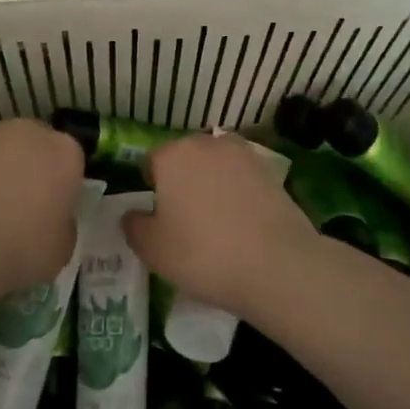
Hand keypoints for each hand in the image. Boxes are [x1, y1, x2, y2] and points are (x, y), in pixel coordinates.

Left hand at [0, 119, 85, 298]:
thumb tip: (50, 219)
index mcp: (65, 152)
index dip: (63, 185)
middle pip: (36, 146)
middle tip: (22, 205)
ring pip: (1, 150)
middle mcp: (29, 133)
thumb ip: (62, 224)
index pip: (72, 160)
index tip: (55, 208)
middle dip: (32, 168)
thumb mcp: (62, 248)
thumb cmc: (21, 248)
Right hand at [123, 133, 318, 312]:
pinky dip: (239, 193)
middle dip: (181, 181)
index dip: (150, 187)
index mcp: (172, 155)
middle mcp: (207, 144)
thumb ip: (134, 226)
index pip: (150, 162)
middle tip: (184, 219)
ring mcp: (243, 155)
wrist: (277, 264)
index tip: (156, 215)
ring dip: (212, 184)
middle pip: (185, 158)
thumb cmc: (203, 253)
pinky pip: (242, 178)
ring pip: (216, 166)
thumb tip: (132, 214)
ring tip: (216, 221)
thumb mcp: (152, 250)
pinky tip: (242, 222)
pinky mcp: (271, 171)